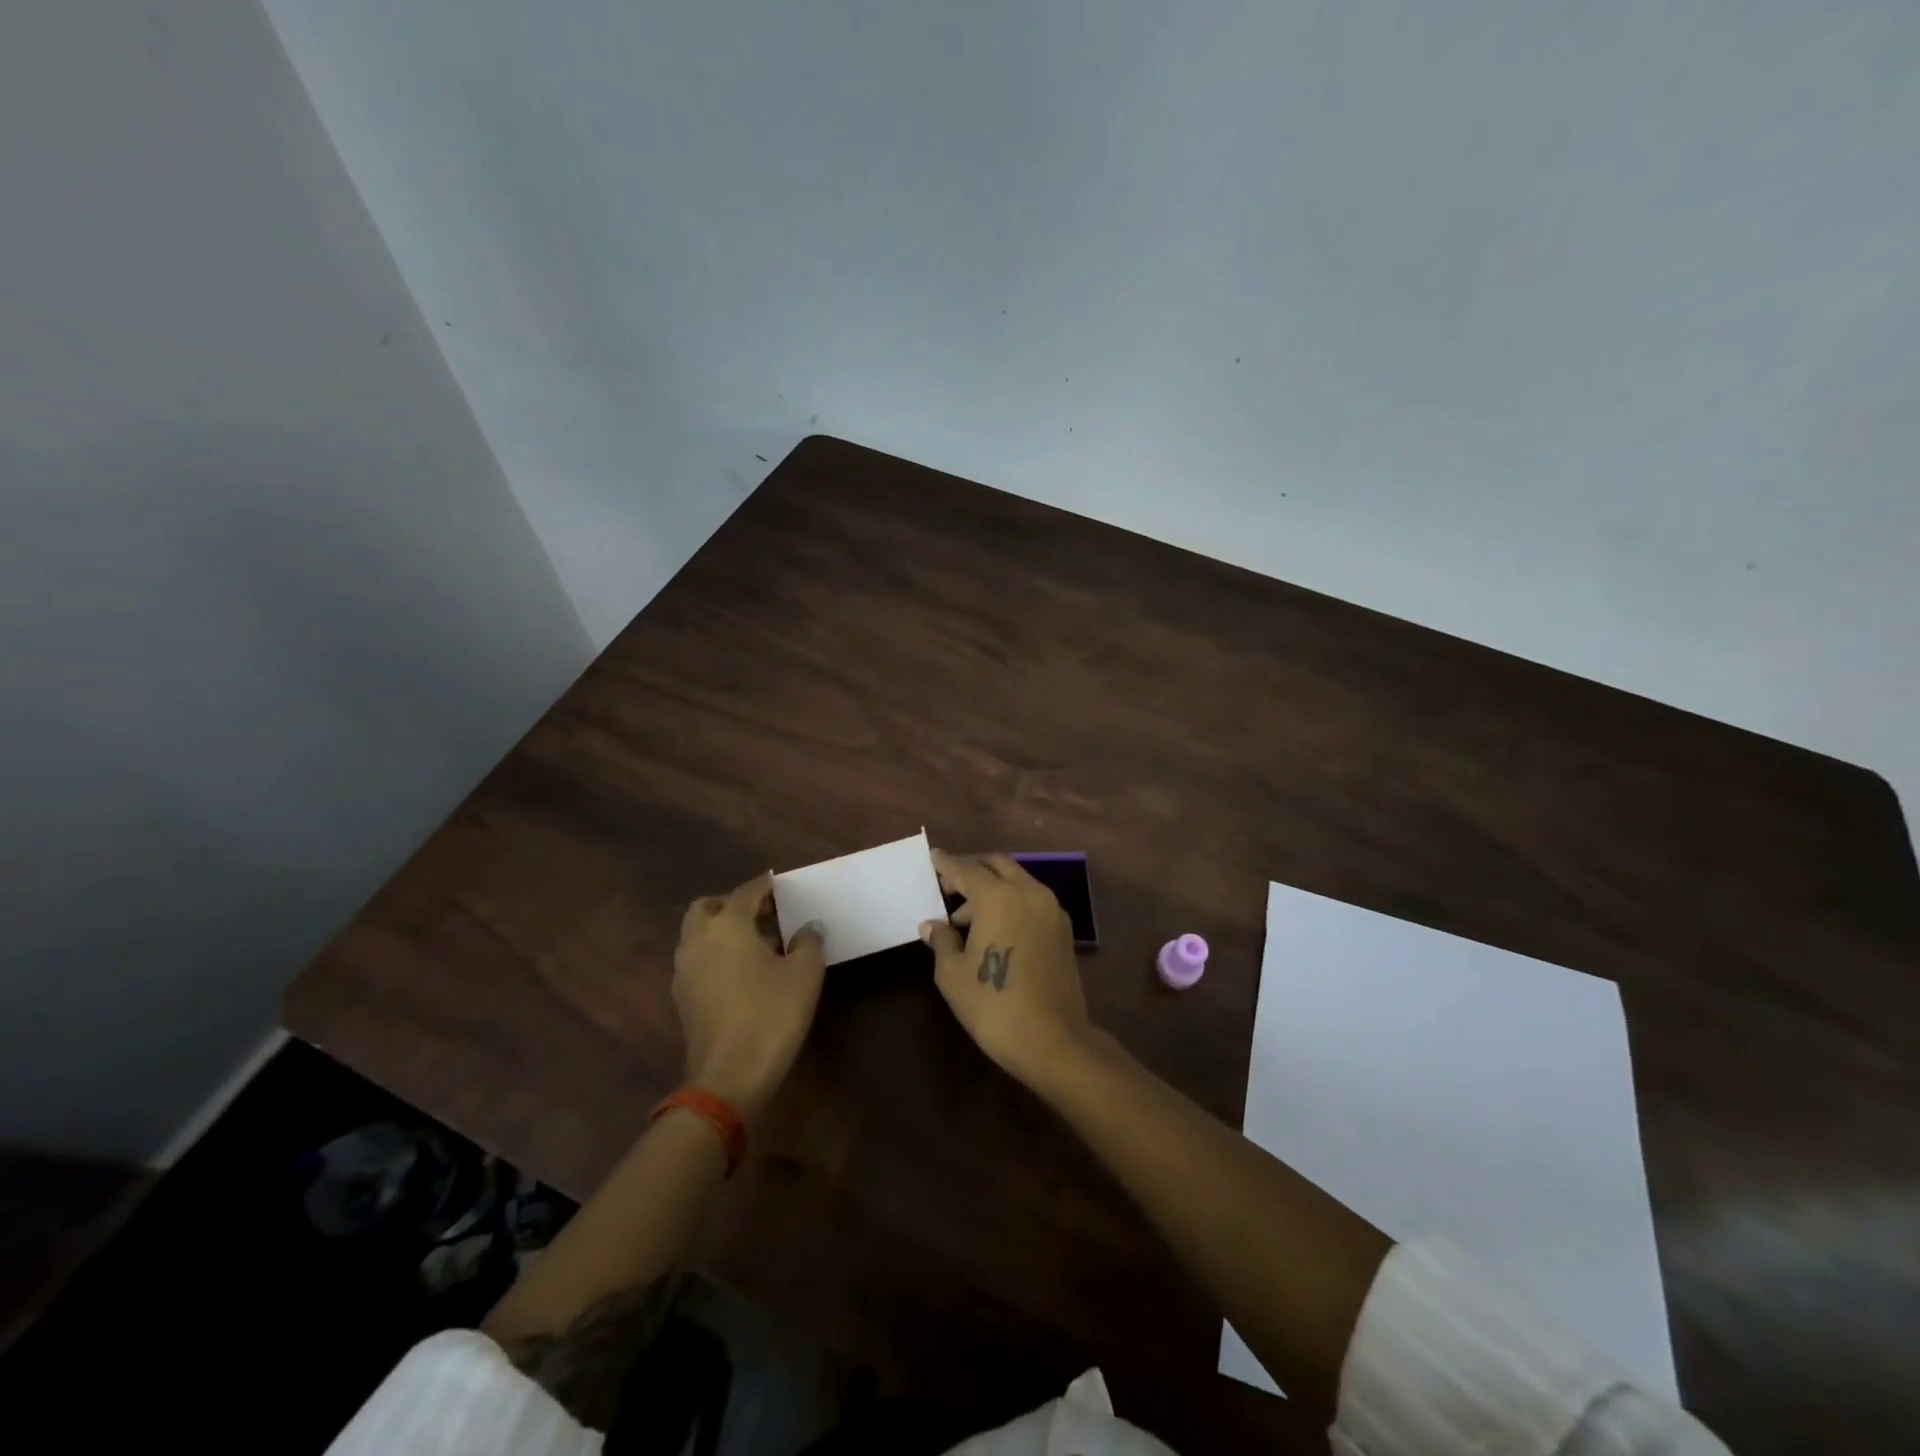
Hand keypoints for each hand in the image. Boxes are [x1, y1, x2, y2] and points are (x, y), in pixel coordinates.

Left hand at [672, 873, 826, 1121]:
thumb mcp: (804, 974)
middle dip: (731, 904)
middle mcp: (698, 941)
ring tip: (758, 943)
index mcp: (726, 926)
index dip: (764, 886)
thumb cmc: (771, 1014)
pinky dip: (716, 955)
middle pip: (707, 908)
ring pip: (698, 936)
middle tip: (762, 913)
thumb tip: (809, 929)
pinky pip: (698, 961)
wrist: (729, 1077)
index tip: (778, 882)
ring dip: (722, 930)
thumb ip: (808, 943)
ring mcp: (685, 972)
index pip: (745, 893)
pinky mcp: (683, 1000)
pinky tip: (744, 972)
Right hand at [921, 850, 1090, 1086]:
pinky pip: (1031, 900)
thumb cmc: (994, 1005)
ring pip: (1017, 881)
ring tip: (966, 919)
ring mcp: (1051, 910)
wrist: (1053, 1041)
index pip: (966, 869)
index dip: (946, 864)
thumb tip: (933, 925)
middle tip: (949, 885)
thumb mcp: (953, 974)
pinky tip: (995, 929)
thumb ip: (942, 941)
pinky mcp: (1063, 930)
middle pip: (997, 865)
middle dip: (973, 869)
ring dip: (992, 888)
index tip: (934, 857)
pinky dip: (1011, 902)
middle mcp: (1029, 893)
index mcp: (999, 897)